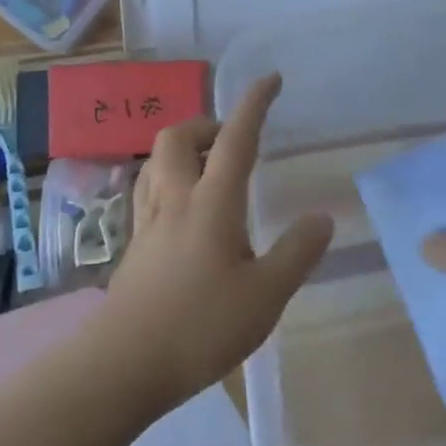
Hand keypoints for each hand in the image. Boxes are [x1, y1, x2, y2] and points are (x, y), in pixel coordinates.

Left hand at [103, 73, 333, 413]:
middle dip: (205, 125)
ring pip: (156, 162)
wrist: (123, 365)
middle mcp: (175, 199)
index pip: (236, 138)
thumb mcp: (266, 294)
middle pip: (178, 137)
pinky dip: (168, 181)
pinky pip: (148, 191)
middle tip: (232, 142)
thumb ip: (296, 252)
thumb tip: (321, 218)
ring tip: (208, 169)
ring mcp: (148, 222)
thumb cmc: (201, 326)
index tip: (270, 79)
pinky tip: (183, 211)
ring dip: (182, 150)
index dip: (254, 104)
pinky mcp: (133, 246)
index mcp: (212, 202)